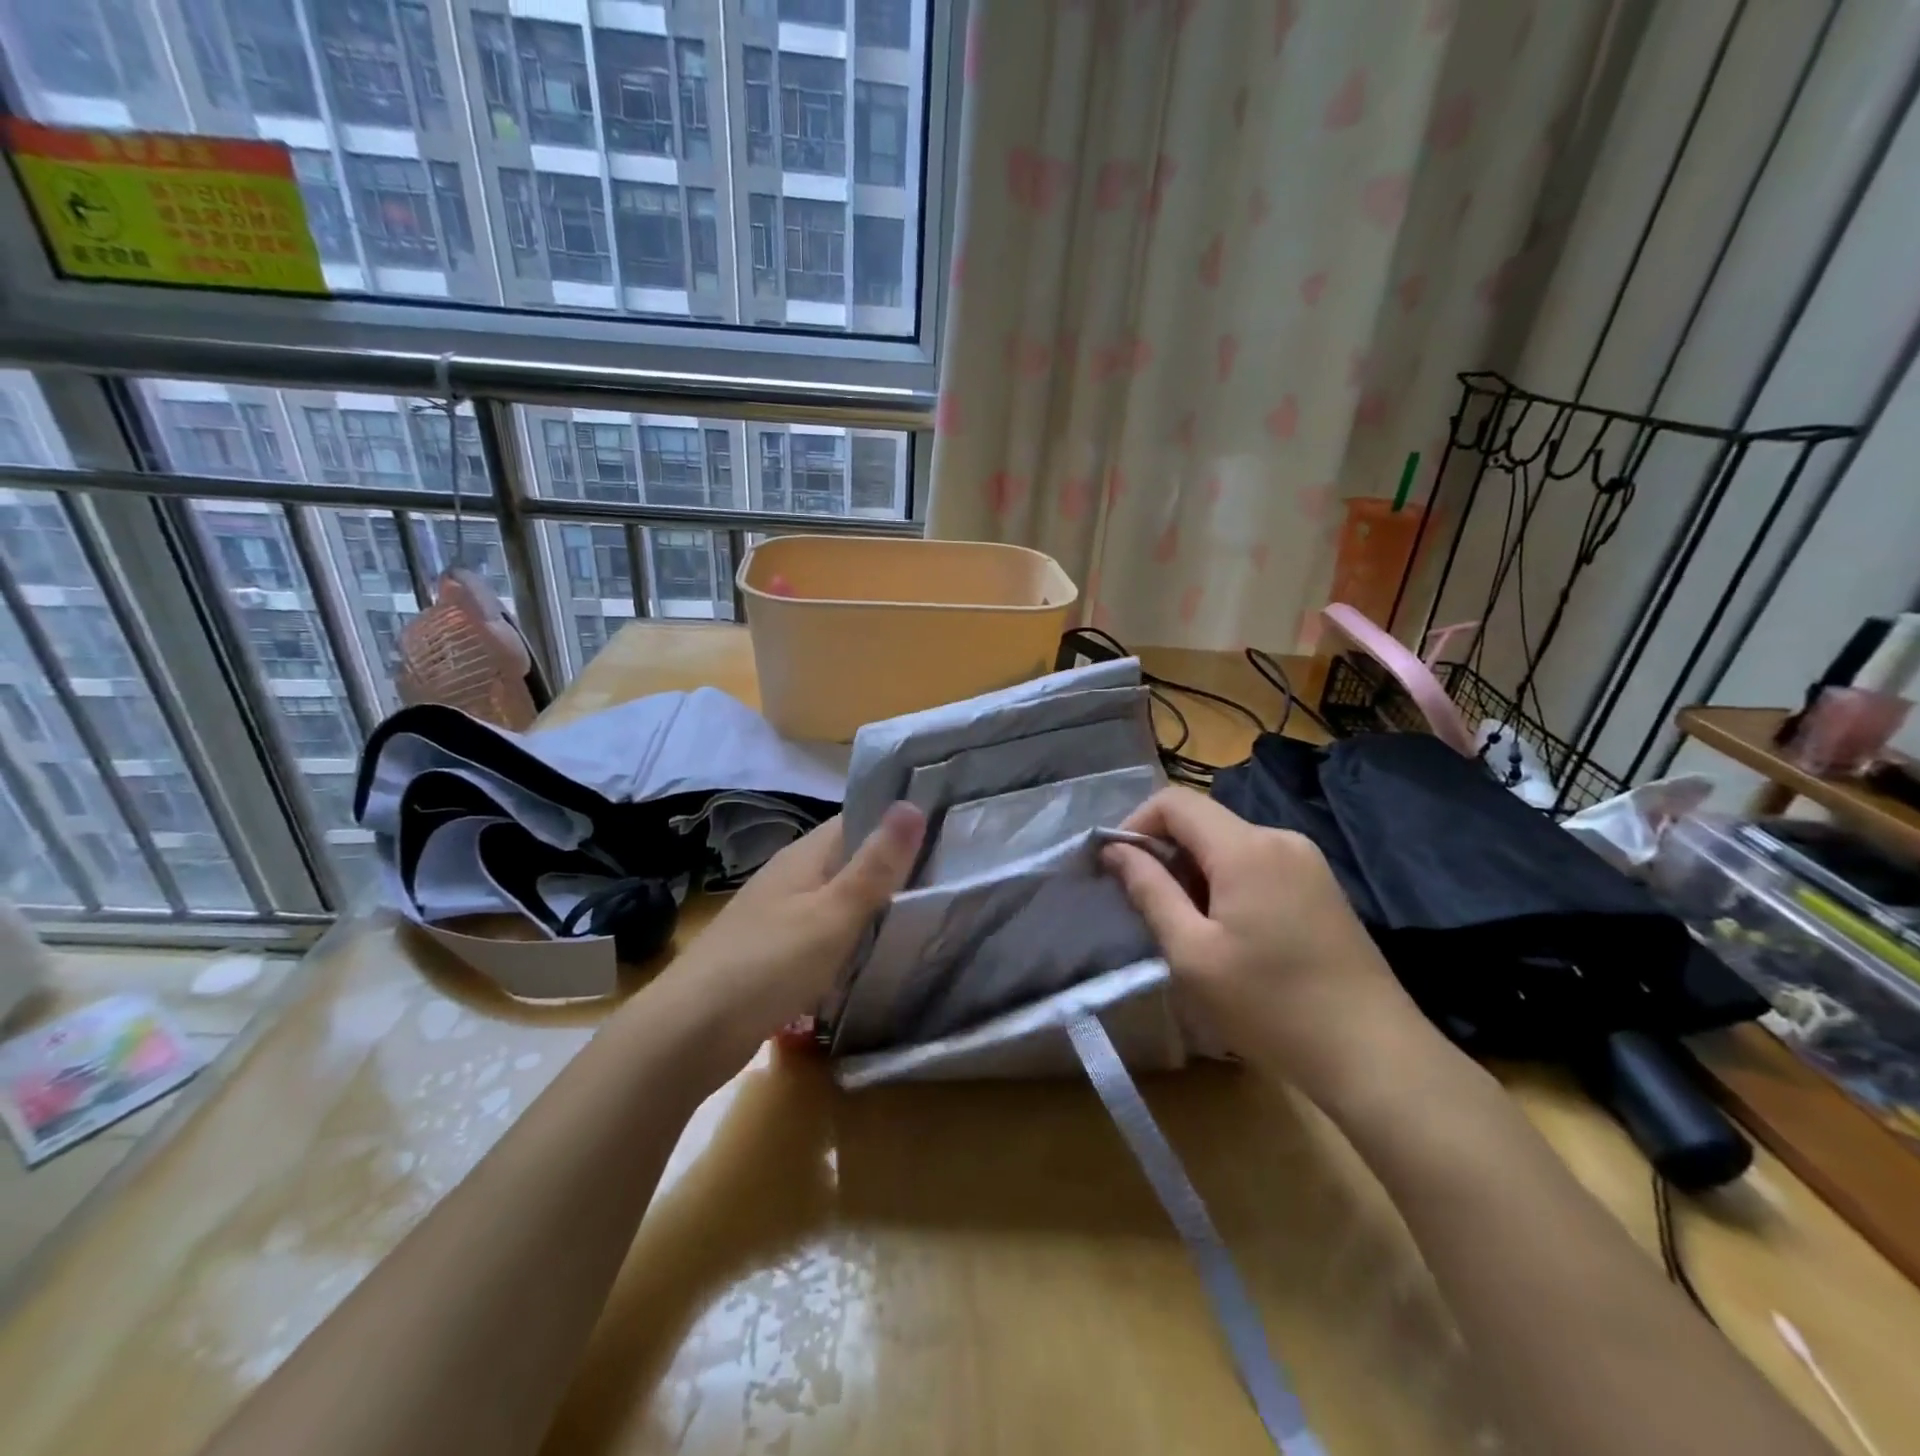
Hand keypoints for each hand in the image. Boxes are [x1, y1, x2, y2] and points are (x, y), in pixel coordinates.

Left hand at [658, 803, 925, 1072]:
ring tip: (923, 912)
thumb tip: (910, 804)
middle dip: (891, 866)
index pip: (857, 819)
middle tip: (948, 876)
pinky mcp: (773, 953)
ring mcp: (778, 915)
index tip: (946, 829)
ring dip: (871, 904)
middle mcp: (790, 877)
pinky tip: (873, 955)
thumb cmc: (768, 964)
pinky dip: (849, 937)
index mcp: (804, 856)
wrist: (689, 1033)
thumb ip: (874, 865)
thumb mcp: (833, 914)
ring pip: (836, 898)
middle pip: (848, 859)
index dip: (897, 820)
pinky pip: (822, 932)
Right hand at [1102, 787, 1434, 1106]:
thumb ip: (1149, 890)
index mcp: (1246, 847)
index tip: (1117, 867)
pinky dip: (1227, 882)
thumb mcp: (1192, 952)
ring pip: (1229, 844)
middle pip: (1203, 822)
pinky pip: (1258, 864)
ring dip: (1195, 872)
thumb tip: (1116, 849)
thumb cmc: (1270, 1005)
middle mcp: (1279, 838)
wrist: (1374, 1055)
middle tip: (1148, 907)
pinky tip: (1230, 933)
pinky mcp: (1322, 887)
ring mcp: (1307, 861)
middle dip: (1165, 853)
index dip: (1136, 823)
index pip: (1175, 802)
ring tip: (1188, 928)